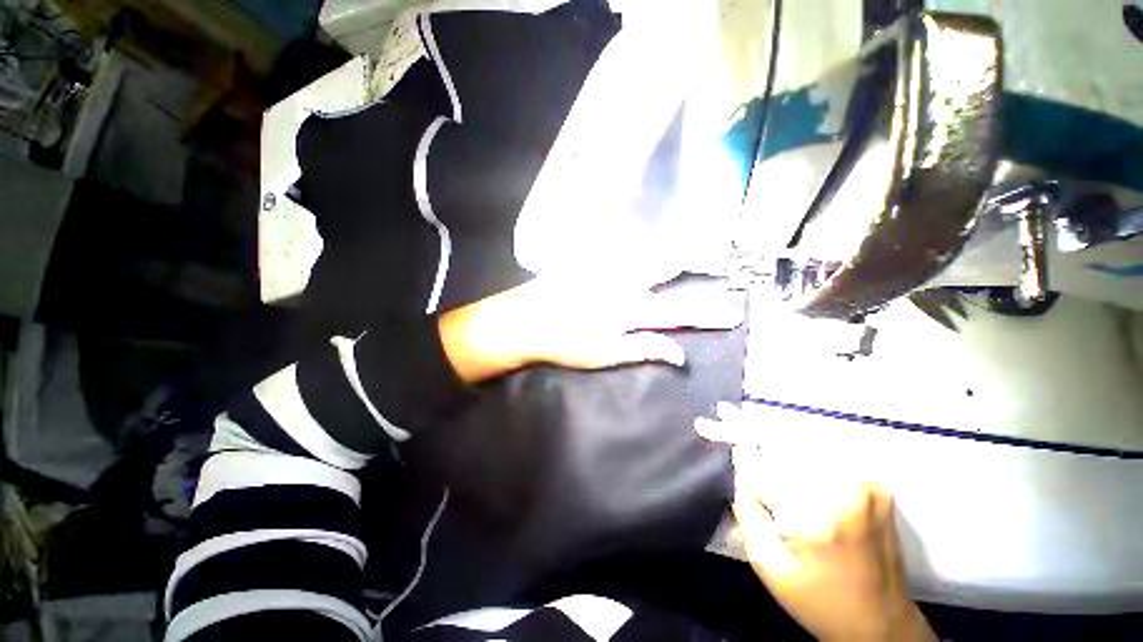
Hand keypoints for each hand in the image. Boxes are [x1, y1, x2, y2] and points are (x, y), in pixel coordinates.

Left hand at [440, 276, 742, 383]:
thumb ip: (643, 350)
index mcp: (630, 310)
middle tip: (704, 261)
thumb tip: (679, 354)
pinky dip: (632, 248)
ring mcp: (604, 268)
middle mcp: (622, 283)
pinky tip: (634, 245)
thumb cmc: (565, 343)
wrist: (524, 320)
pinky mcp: (588, 262)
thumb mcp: (605, 355)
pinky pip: (616, 248)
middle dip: (686, 266)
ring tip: (677, 251)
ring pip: (642, 254)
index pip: (678, 314)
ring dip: (661, 253)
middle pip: (663, 270)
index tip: (731, 314)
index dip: (706, 315)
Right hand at [697, 404, 935, 641]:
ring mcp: (867, 482)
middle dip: (747, 427)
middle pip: (784, 443)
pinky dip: (796, 444)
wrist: (882, 623)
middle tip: (721, 414)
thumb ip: (748, 512)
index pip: (763, 462)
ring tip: (739, 421)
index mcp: (818, 515)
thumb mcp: (769, 566)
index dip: (731, 439)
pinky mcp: (875, 483)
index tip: (705, 425)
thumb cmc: (819, 602)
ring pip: (804, 441)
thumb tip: (739, 471)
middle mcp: (847, 489)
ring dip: (769, 432)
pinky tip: (776, 441)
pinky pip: (825, 452)